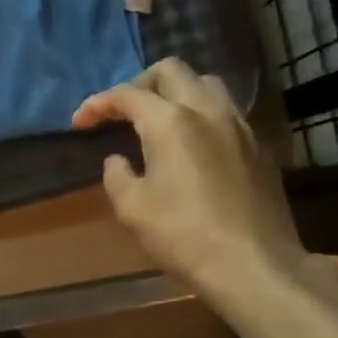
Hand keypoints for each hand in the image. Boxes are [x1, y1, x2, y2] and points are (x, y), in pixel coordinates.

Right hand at [73, 58, 307, 309]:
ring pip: (205, 84)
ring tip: (159, 119)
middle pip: (171, 71)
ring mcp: (239, 126)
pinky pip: (225, 111)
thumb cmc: (183, 237)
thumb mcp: (132, 209)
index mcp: (171, 123)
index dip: (98, 103)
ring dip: (176, 92)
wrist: (253, 266)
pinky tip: (191, 144)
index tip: (79, 123)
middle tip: (121, 112)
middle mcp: (207, 111)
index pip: (127, 94)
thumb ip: (117, 175)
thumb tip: (118, 160)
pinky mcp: (258, 146)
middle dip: (139, 84)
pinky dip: (201, 114)